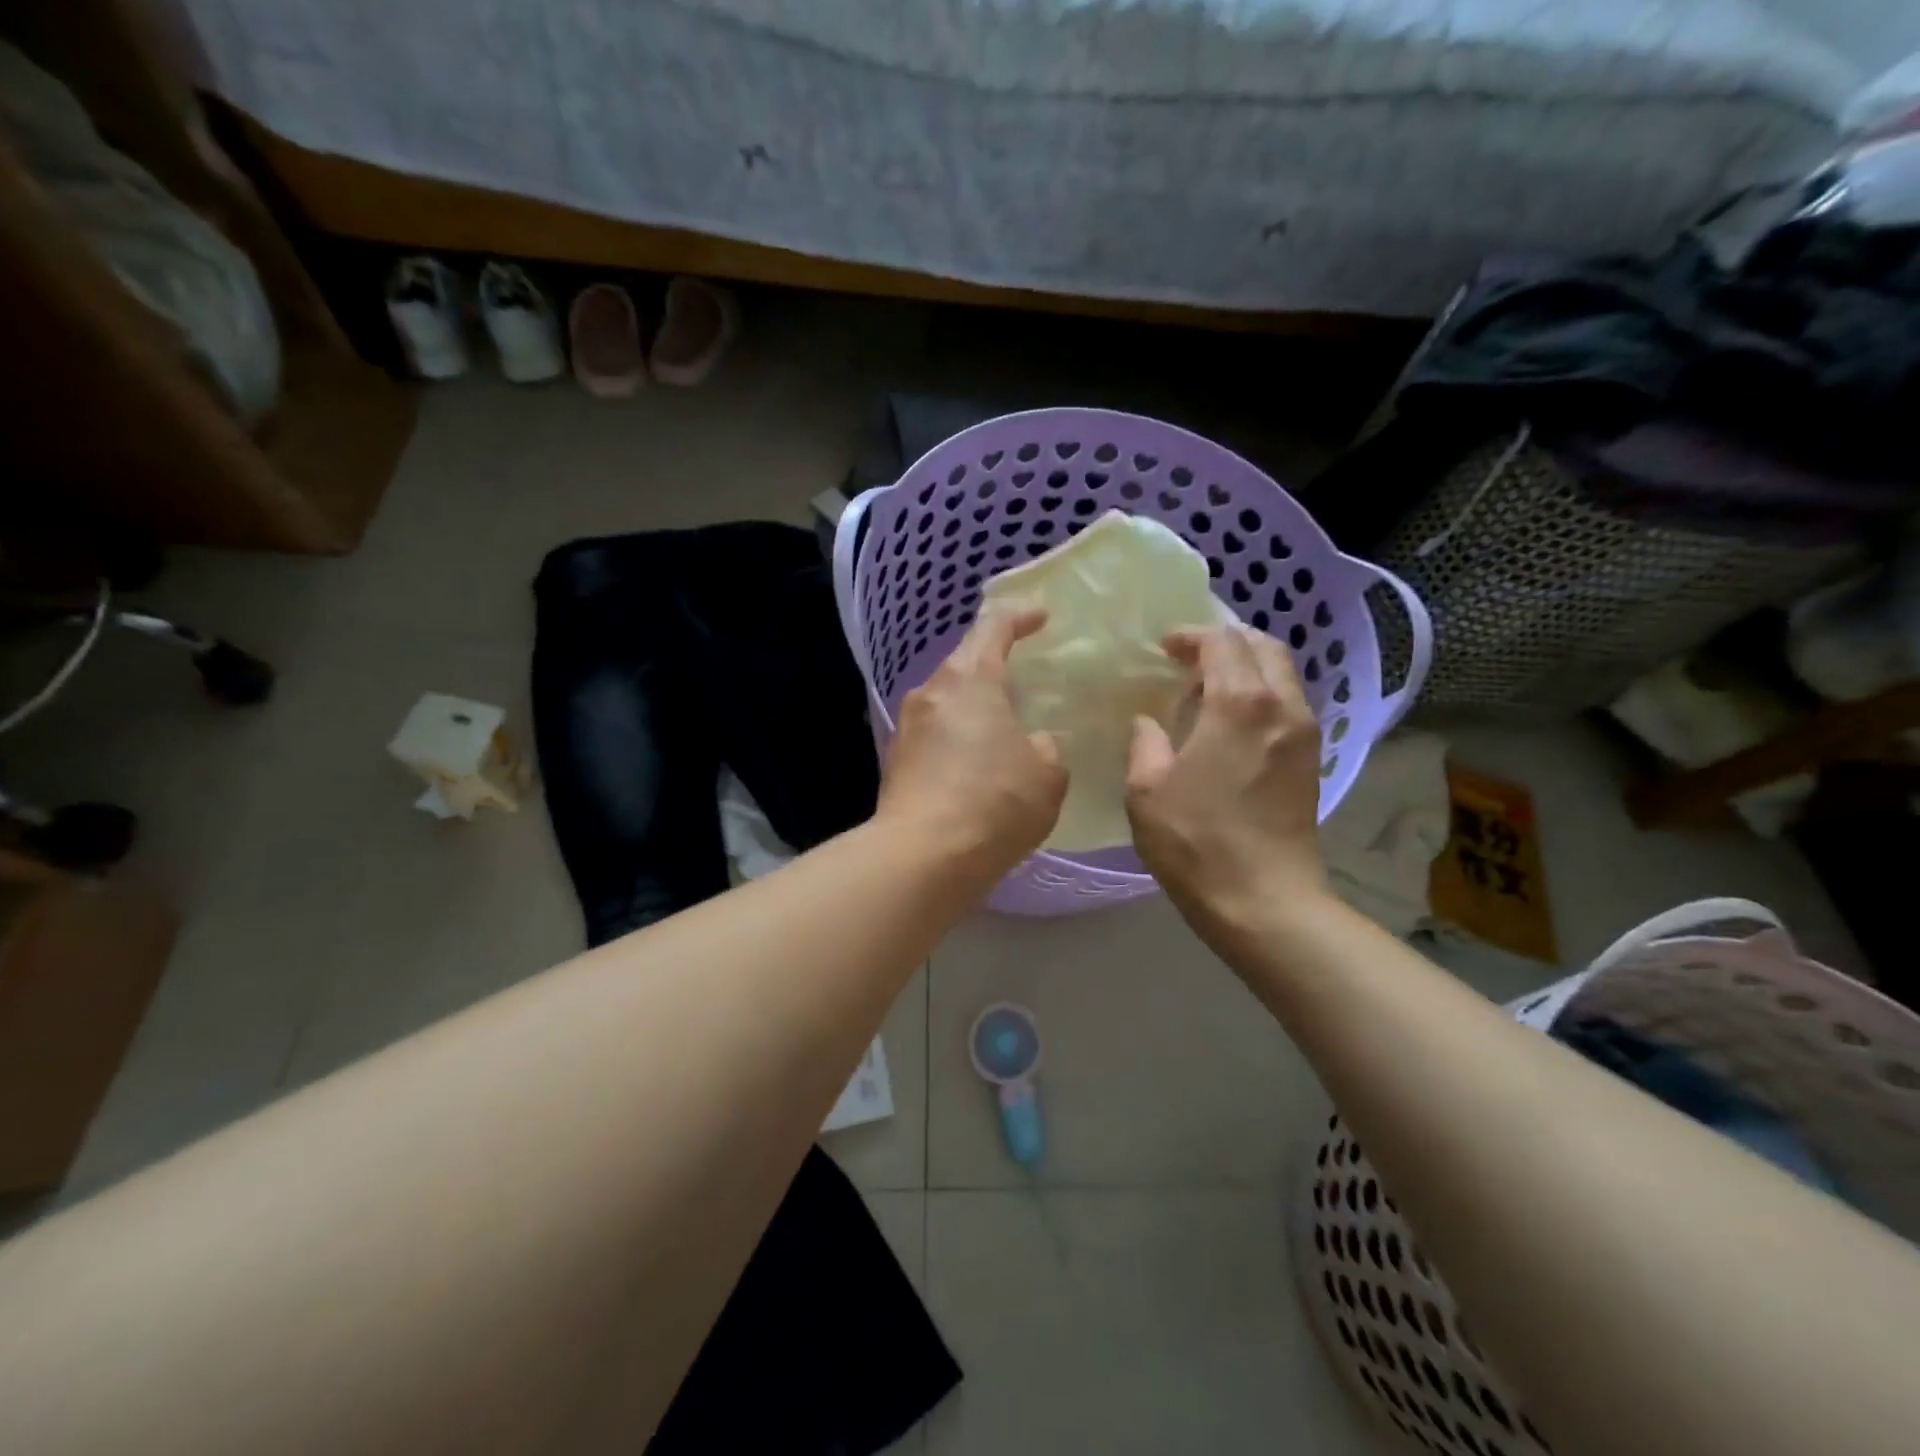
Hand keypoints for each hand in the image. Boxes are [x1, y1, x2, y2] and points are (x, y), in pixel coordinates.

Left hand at [877, 608, 1067, 876]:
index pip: (993, 628)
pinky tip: (976, 763)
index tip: (1041, 617)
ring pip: (947, 700)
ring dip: (974, 705)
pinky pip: (935, 734)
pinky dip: (958, 737)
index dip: (1020, 618)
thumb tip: (1031, 744)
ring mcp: (907, 727)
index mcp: (970, 680)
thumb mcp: (1048, 774)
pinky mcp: (896, 762)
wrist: (923, 857)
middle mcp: (931, 693)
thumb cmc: (995, 803)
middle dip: (994, 664)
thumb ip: (1046, 747)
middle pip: (964, 663)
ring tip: (1002, 724)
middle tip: (1025, 676)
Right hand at [1125, 624, 1327, 934]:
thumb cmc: (1196, 842)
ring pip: (1282, 674)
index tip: (1165, 649)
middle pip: (1262, 646)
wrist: (1264, 901)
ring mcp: (1304, 733)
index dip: (1191, 637)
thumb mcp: (1147, 790)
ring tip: (1209, 689)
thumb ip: (1145, 743)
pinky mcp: (1311, 760)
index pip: (1222, 642)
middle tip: (1189, 659)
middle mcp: (1282, 706)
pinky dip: (1261, 694)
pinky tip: (1232, 723)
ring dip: (1247, 667)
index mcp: (1239, 704)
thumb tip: (1148, 724)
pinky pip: (1289, 703)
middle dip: (1225, 642)